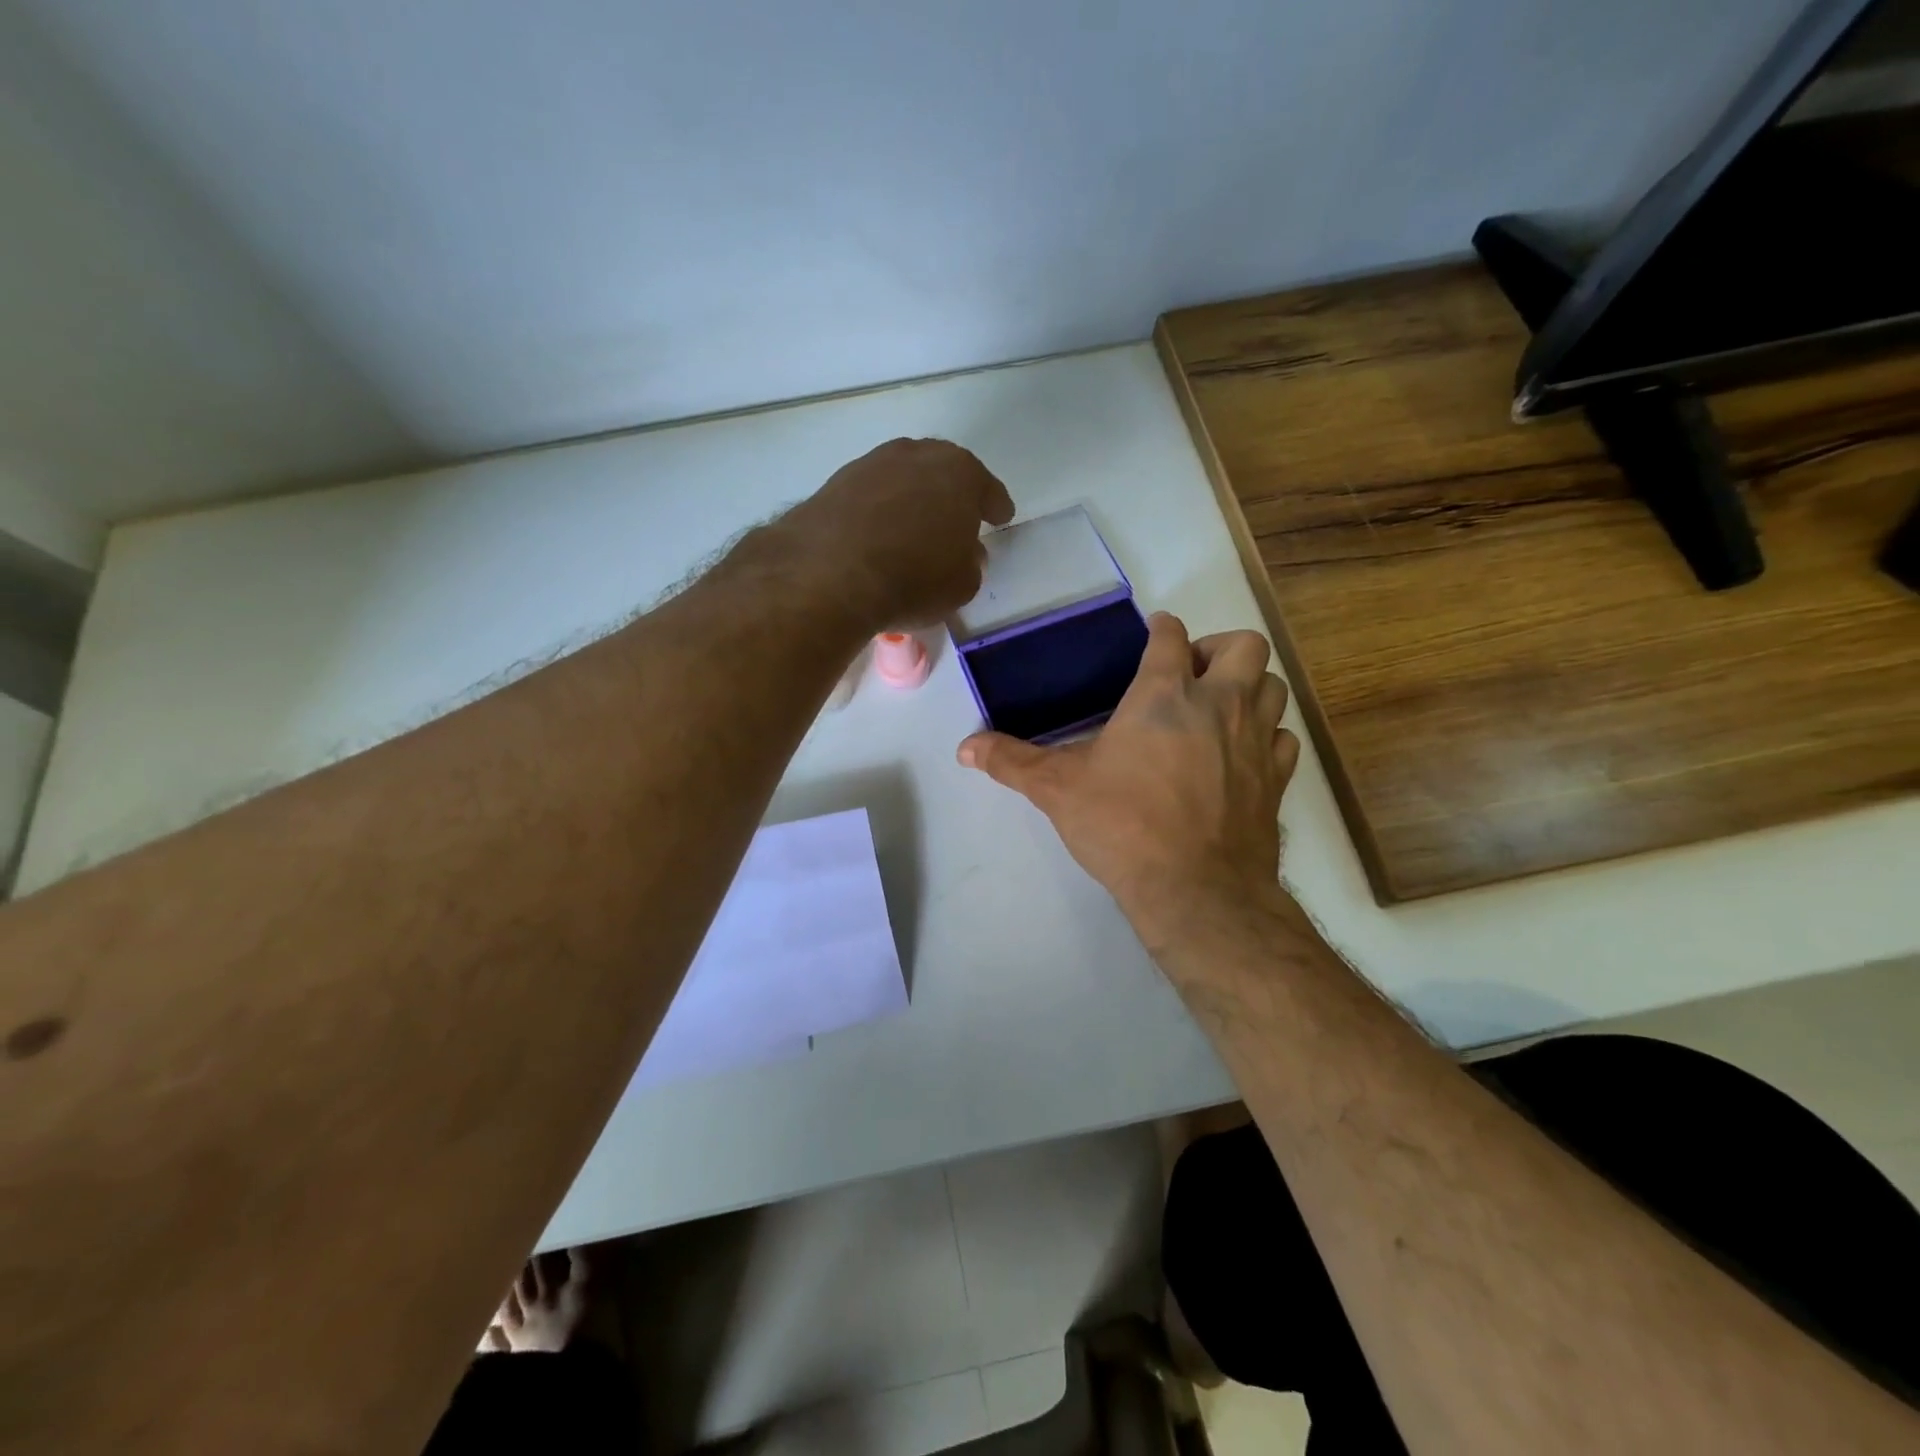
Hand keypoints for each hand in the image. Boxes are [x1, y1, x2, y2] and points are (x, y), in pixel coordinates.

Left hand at [774, 438, 1014, 631]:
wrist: (830, 573)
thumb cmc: (914, 578)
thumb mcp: (962, 585)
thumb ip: (970, 564)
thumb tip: (964, 554)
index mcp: (961, 473)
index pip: (988, 489)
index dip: (995, 506)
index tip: (1000, 517)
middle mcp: (917, 456)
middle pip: (943, 471)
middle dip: (951, 493)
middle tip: (956, 516)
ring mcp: (872, 464)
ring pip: (903, 478)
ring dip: (911, 498)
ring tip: (913, 527)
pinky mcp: (835, 482)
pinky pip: (871, 495)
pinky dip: (879, 510)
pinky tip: (878, 533)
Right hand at [957, 613, 1299, 956]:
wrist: (1196, 890)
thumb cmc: (1123, 826)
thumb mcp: (1057, 790)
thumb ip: (1011, 762)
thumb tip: (964, 748)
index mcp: (1165, 695)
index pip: (1172, 636)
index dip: (1162, 629)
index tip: (1154, 635)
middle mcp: (1220, 704)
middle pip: (1244, 645)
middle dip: (1221, 649)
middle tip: (1193, 674)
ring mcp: (1256, 740)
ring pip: (1273, 687)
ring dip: (1250, 688)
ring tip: (1220, 710)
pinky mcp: (1277, 778)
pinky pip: (1283, 739)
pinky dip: (1267, 736)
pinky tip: (1243, 755)